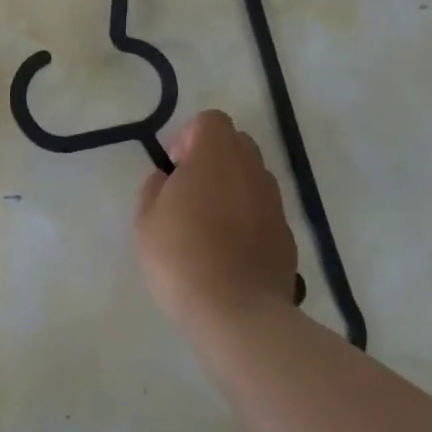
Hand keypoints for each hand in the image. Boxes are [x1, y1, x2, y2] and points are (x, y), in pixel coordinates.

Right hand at [136, 110, 300, 325]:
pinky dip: (248, 218)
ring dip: (233, 187)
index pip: (212, 121)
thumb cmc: (180, 257)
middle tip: (189, 192)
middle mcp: (251, 171)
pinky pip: (264, 211)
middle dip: (214, 158)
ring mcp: (274, 204)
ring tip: (210, 223)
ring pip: (254, 177)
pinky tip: (229, 249)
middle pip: (238, 144)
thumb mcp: (145, 220)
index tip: (175, 168)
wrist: (236, 311)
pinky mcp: (286, 235)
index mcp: (215, 158)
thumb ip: (155, 188)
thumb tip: (167, 178)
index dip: (190, 137)